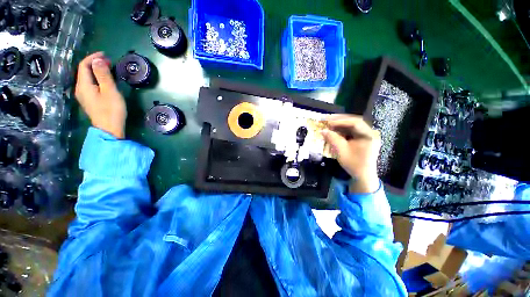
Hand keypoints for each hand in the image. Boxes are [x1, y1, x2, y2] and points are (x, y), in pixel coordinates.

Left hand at [75, 52, 126, 138]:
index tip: (105, 55)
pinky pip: (90, 85)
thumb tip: (98, 60)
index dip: (93, 57)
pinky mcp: (89, 101)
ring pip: (87, 78)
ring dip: (96, 71)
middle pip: (84, 71)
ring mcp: (84, 96)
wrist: (109, 129)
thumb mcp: (109, 91)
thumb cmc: (111, 110)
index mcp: (83, 85)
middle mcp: (80, 89)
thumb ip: (103, 75)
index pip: (84, 65)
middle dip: (95, 63)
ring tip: (108, 69)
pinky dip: (96, 79)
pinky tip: (104, 81)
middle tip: (109, 62)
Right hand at [322, 114, 380, 192]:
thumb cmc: (354, 164)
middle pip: (354, 122)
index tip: (328, 122)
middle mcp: (370, 133)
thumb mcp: (341, 151)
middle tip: (327, 119)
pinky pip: (352, 131)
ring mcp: (367, 136)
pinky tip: (335, 130)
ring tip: (329, 123)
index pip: (355, 123)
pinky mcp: (363, 139)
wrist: (363, 176)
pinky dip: (343, 130)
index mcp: (368, 135)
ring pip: (352, 126)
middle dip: (340, 120)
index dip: (340, 121)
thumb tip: (322, 130)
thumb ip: (332, 139)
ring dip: (340, 124)